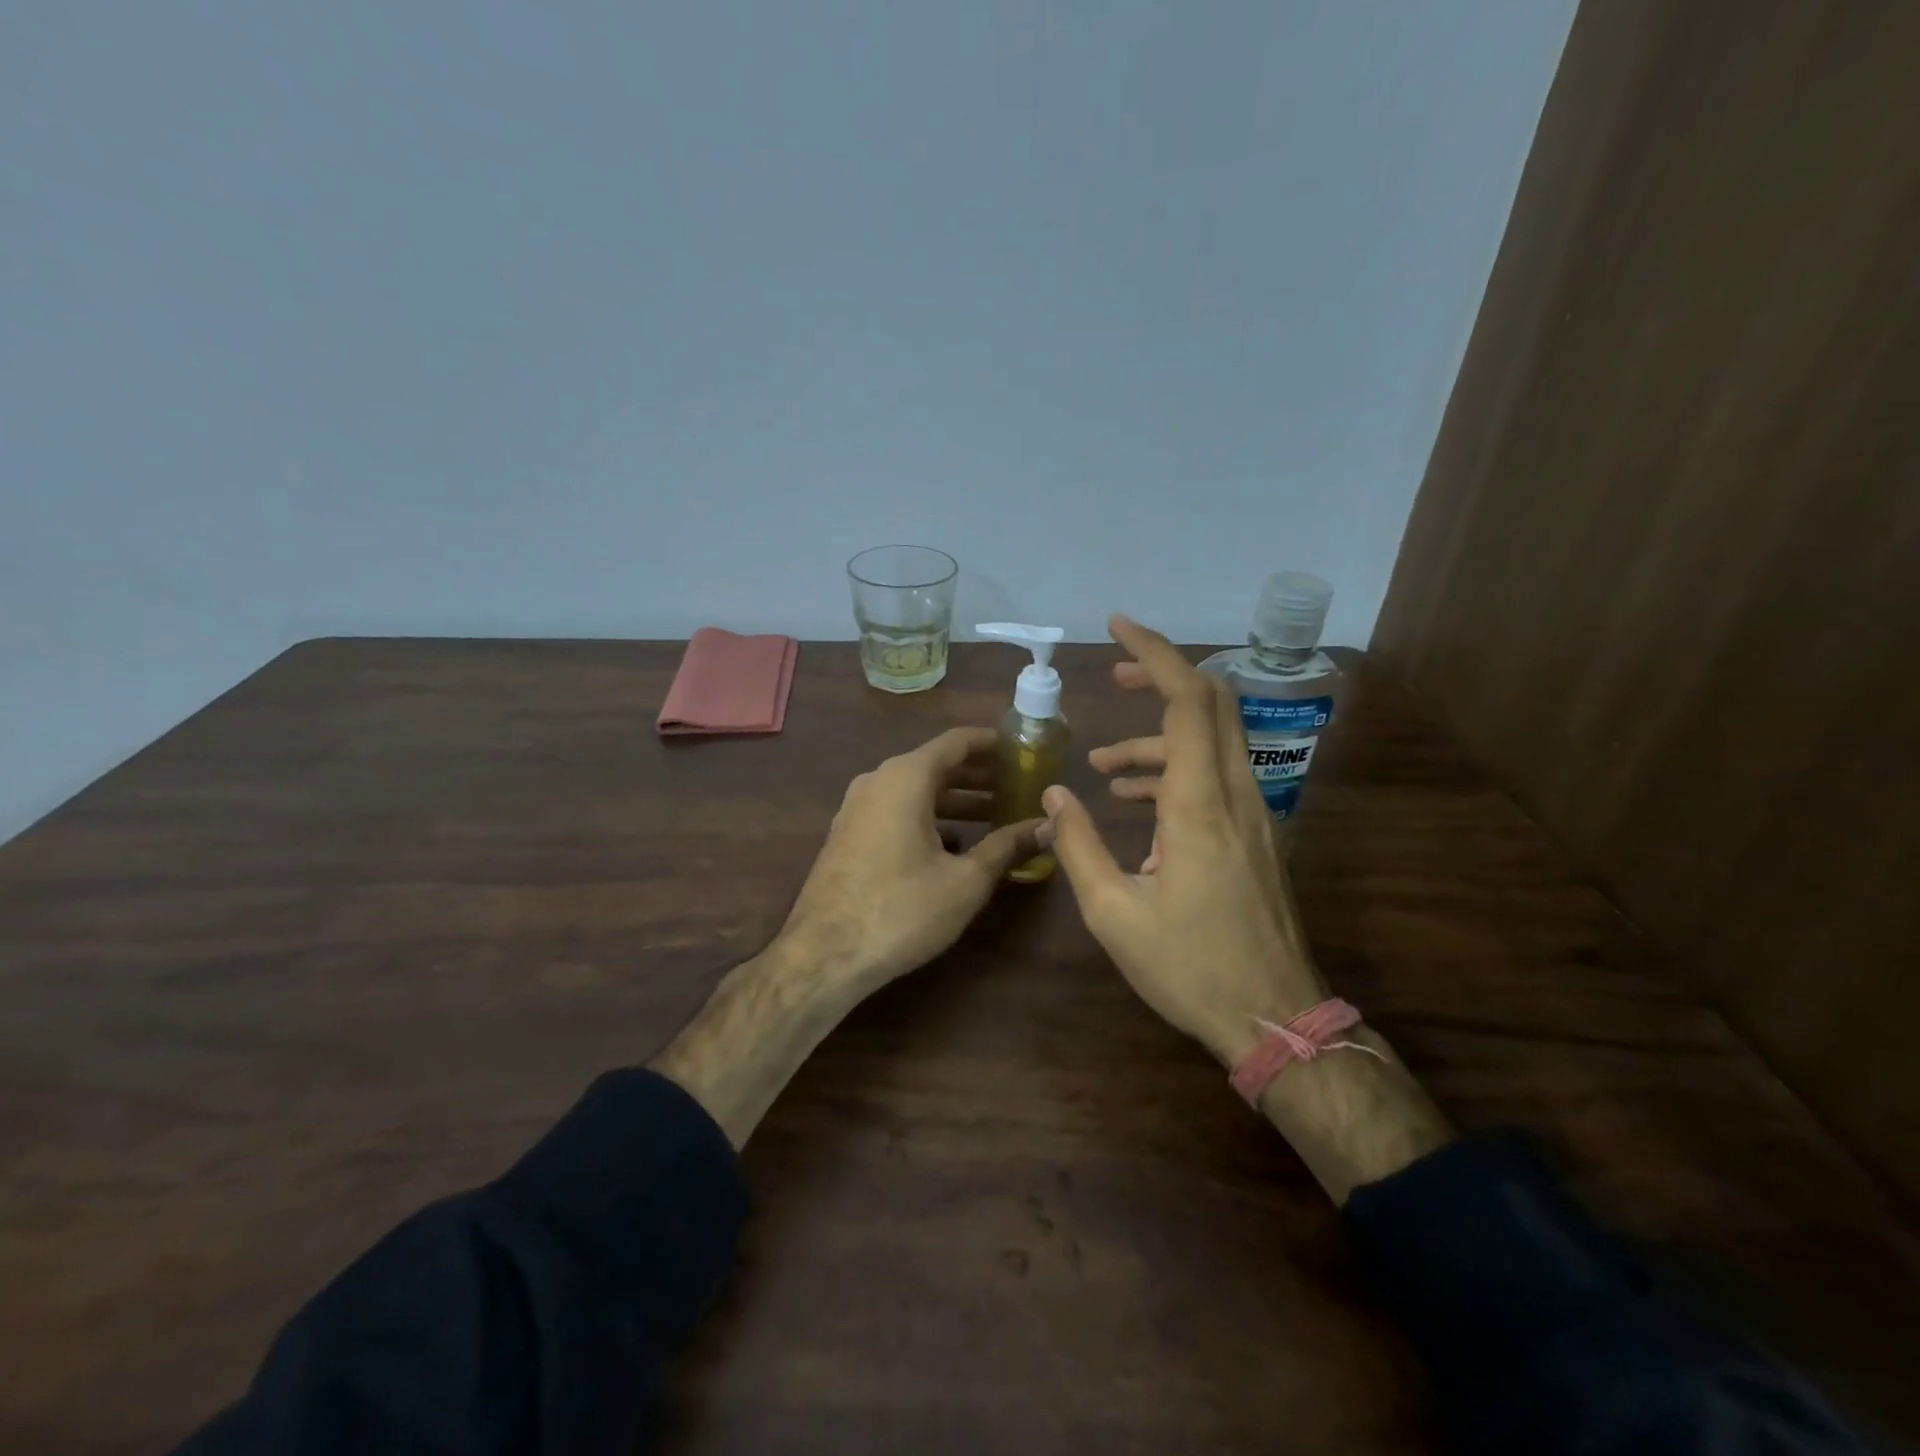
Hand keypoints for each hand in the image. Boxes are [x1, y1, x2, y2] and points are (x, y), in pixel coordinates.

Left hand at [778, 726, 1043, 990]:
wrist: (824, 955)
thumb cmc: (901, 910)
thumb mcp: (965, 881)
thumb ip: (1007, 846)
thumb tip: (1047, 826)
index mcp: (906, 778)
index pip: (956, 741)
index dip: (992, 743)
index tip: (1024, 749)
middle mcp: (878, 781)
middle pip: (936, 764)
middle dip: (979, 774)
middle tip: (1018, 785)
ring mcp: (857, 807)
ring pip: (915, 790)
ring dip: (955, 799)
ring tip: (995, 814)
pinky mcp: (848, 835)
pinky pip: (896, 810)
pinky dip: (929, 817)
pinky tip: (954, 844)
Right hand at [1043, 616, 1450, 1201]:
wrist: (1274, 1018)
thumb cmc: (1190, 967)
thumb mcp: (1114, 914)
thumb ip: (1077, 845)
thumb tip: (1053, 793)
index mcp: (1199, 805)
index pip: (1188, 700)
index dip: (1154, 654)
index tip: (1118, 628)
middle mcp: (1235, 794)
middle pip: (1212, 702)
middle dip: (1162, 676)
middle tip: (1111, 677)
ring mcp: (1254, 814)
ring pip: (1211, 741)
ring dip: (1158, 737)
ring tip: (1101, 766)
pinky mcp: (1255, 835)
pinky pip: (1215, 777)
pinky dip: (1174, 771)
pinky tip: (1134, 803)